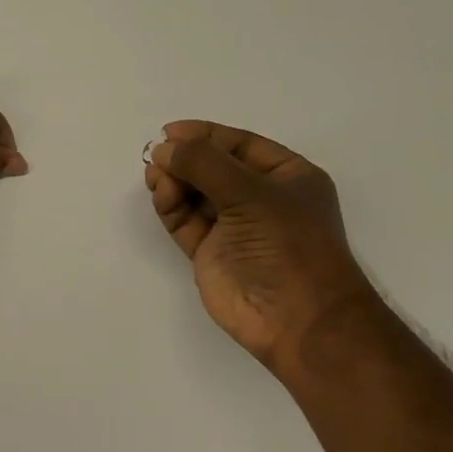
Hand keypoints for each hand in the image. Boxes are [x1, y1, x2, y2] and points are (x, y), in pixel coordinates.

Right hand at [144, 121, 375, 371]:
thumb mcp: (251, 193)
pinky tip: (162, 195)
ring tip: (156, 176)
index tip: (170, 132)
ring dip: (174, 181)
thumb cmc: (287, 245)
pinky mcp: (210, 253)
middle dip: (185, 159)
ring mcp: (234, 227)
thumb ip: (205, 164)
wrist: (297, 319)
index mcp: (286, 177)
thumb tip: (163, 147)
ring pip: (195, 194)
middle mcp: (260, 199)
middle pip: (214, 168)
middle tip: (156, 156)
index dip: (205, 135)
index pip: (240, 145)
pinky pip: (185, 221)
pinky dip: (171, 206)